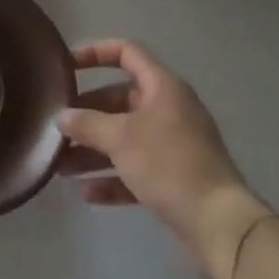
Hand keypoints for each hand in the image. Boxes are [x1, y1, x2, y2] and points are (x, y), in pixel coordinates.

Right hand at [58, 41, 272, 278]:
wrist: (220, 225)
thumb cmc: (169, 165)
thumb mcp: (121, 138)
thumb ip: (87, 123)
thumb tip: (62, 117)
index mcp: (162, 87)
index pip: (126, 53)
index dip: (95, 53)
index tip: (67, 66)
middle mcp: (168, 110)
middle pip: (119, 100)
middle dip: (86, 115)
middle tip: (58, 126)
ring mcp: (173, 146)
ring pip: (124, 138)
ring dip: (93, 150)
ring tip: (60, 165)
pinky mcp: (174, 179)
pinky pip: (135, 169)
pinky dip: (111, 177)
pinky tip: (86, 192)